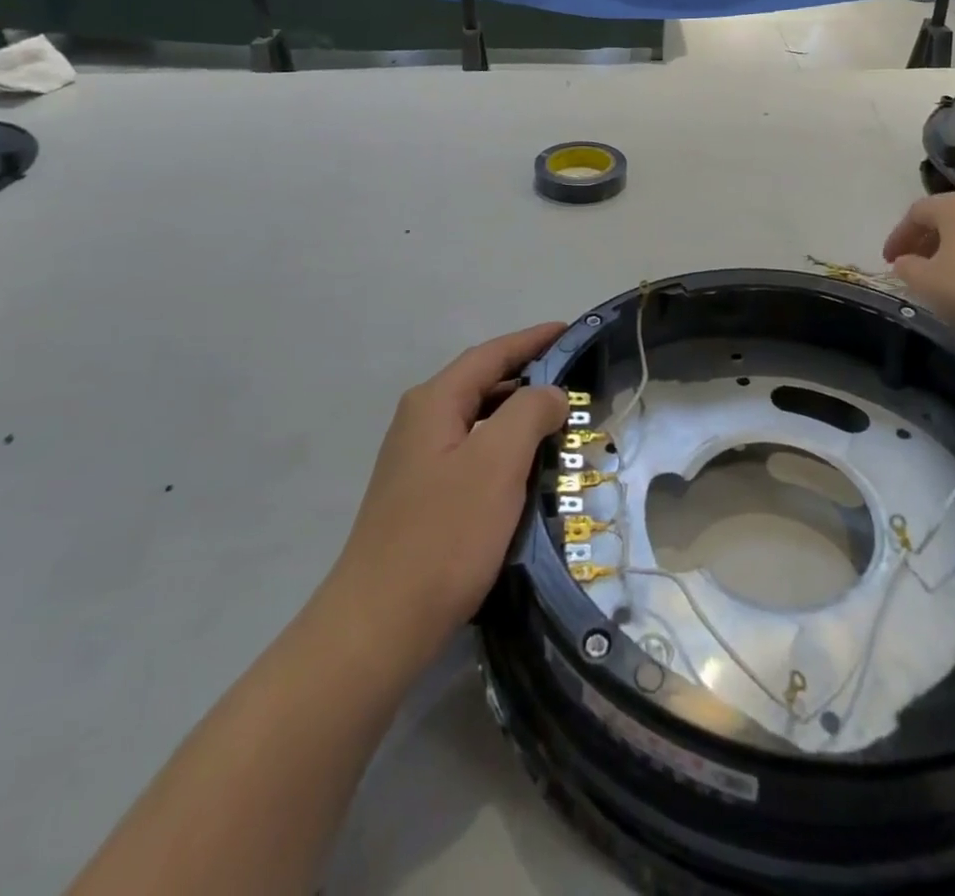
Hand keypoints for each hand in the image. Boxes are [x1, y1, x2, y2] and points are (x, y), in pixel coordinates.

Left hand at [324, 323, 569, 668]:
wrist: (380, 624)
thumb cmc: (444, 534)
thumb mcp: (497, 463)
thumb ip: (528, 413)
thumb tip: (549, 393)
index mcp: (434, 403)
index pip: (490, 355)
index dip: (531, 340)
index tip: (567, 330)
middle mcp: (421, 422)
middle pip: (482, 384)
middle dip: (528, 378)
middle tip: (575, 382)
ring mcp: (418, 461)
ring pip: (479, 422)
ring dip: (519, 418)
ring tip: (561, 424)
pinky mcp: (423, 497)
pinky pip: (474, 455)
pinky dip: (505, 451)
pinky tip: (529, 472)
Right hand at [883, 193, 954, 337]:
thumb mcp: (927, 283)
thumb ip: (908, 269)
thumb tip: (905, 262)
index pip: (915, 213)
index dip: (897, 237)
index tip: (888, 261)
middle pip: (946, 219)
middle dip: (925, 242)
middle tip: (913, 268)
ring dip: (952, 253)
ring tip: (945, 280)